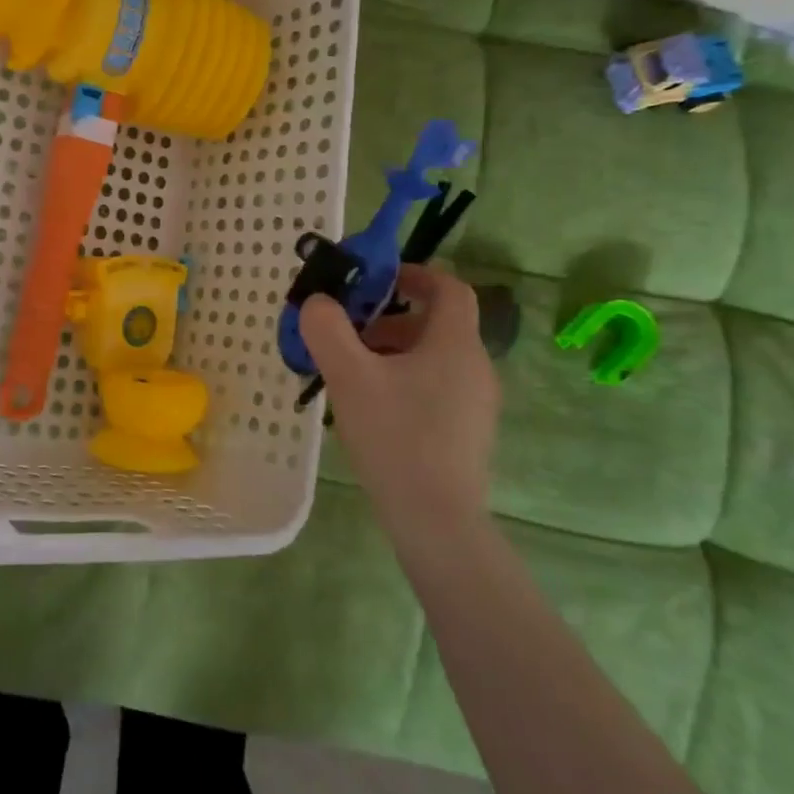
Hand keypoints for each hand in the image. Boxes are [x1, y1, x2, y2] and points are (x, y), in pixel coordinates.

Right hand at [299, 265, 499, 534]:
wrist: (436, 520)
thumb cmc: (395, 436)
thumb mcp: (348, 376)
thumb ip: (326, 329)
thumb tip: (317, 303)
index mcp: (455, 344)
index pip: (449, 287)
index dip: (414, 273)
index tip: (375, 281)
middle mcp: (475, 367)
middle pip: (435, 323)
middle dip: (388, 319)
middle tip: (347, 334)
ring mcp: (476, 403)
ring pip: (432, 358)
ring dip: (392, 352)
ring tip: (350, 374)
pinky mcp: (467, 432)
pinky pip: (435, 387)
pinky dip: (403, 381)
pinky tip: (371, 409)